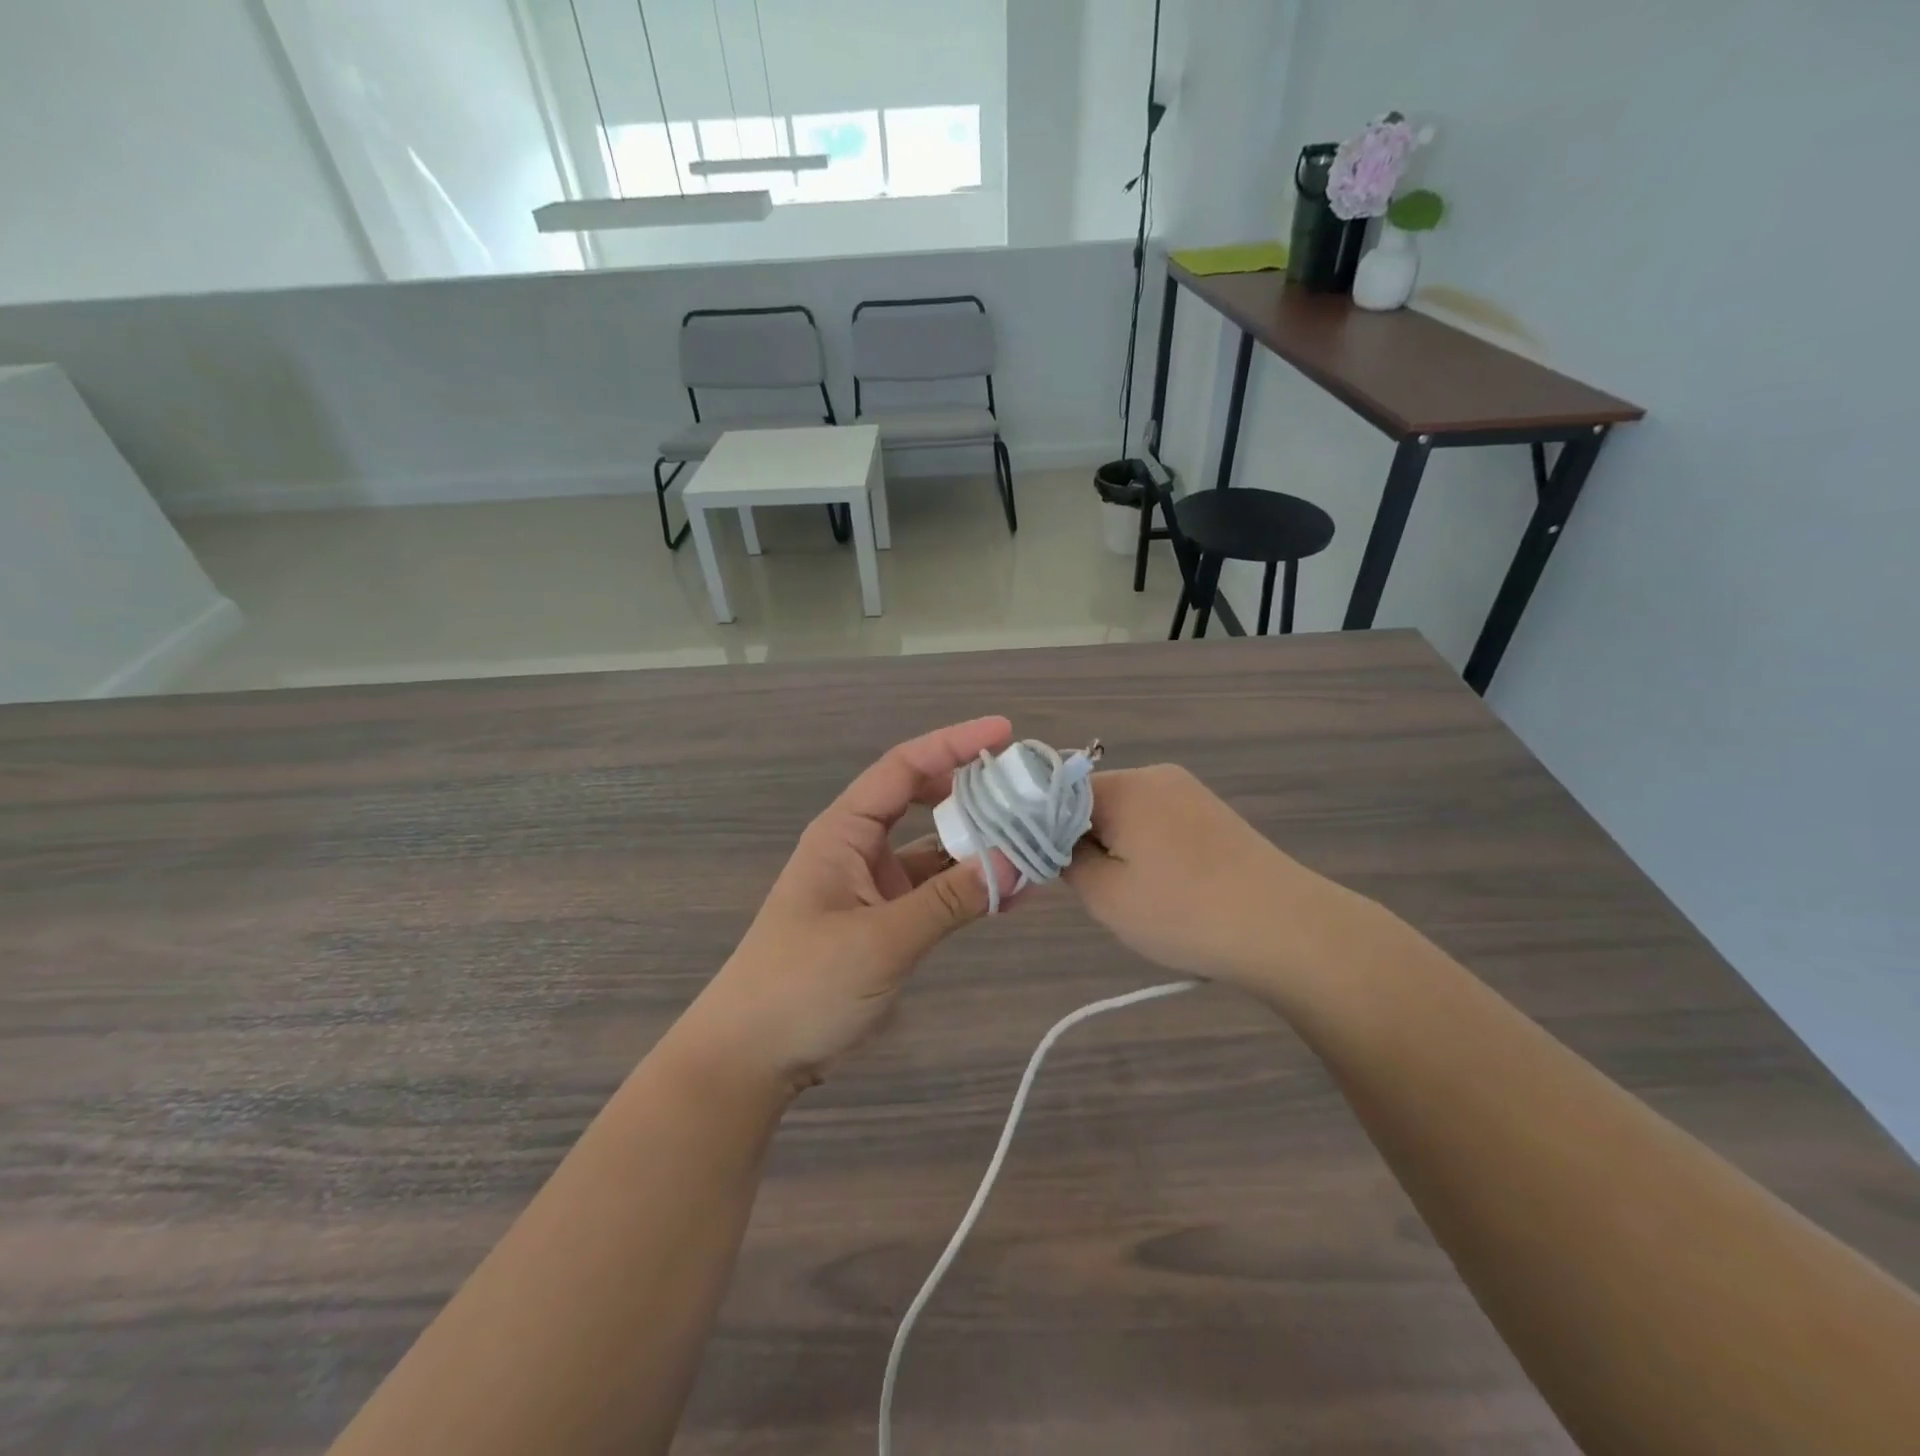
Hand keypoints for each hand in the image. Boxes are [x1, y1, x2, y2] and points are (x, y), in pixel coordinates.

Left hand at [675, 718, 1023, 1094]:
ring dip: (980, 847)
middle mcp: (861, 849)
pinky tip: (1012, 895)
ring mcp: (874, 887)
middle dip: (974, 792)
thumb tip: (1018, 860)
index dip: (953, 743)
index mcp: (844, 832)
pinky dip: (970, 890)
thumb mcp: (881, 939)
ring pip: (936, 851)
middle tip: (1027, 791)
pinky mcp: (886, 923)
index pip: (903, 767)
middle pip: (924, 801)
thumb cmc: (802, 984)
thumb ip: (950, 899)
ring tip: (1035, 843)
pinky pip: (936, 893)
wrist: (753, 1056)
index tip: (1005, 732)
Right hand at [1064, 764, 1351, 992]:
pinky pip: (1159, 821)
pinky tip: (1169, 886)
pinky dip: (1149, 849)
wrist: (1287, 930)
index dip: (1046, 831)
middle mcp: (1155, 775)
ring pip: (1127, 813)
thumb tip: (1057, 842)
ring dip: (1118, 847)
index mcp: (1123, 786)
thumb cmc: (1184, 913)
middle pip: (1092, 800)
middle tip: (1099, 890)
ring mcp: (1189, 791)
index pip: (1057, 794)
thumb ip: (1065, 861)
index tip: (1051, 871)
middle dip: (1085, 841)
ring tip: (1138, 894)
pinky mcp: (1212, 812)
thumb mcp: (1105, 896)